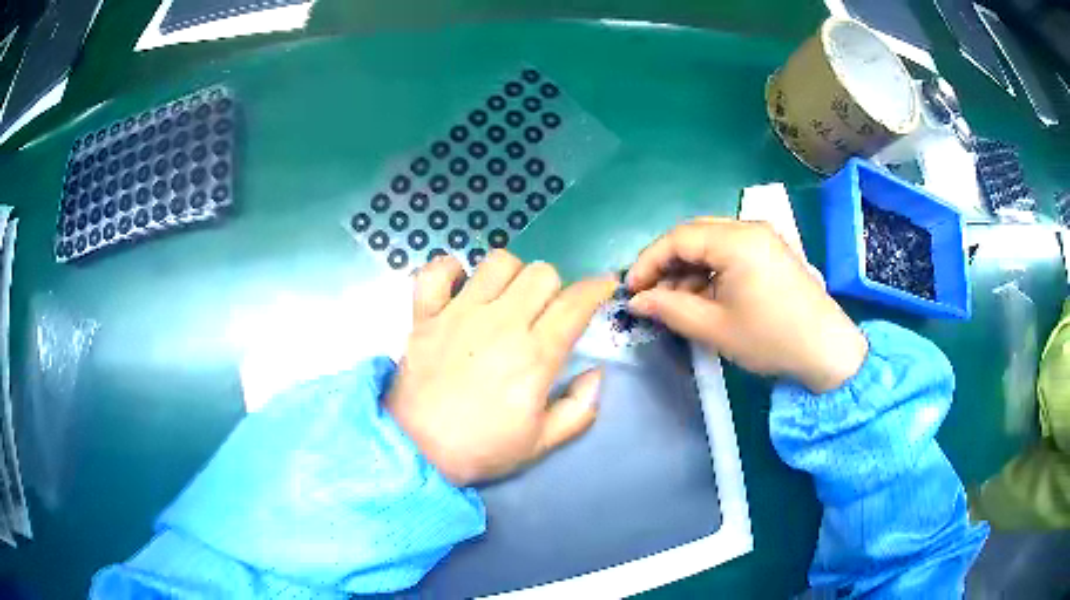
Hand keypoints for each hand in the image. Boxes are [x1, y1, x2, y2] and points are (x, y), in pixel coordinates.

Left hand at [387, 251, 616, 485]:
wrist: (415, 451)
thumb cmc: (480, 449)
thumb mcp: (540, 443)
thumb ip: (578, 409)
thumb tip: (595, 374)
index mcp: (534, 356)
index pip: (575, 304)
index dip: (596, 289)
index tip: (604, 287)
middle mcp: (500, 323)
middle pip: (541, 273)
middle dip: (555, 287)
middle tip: (546, 311)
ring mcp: (458, 314)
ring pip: (498, 262)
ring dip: (511, 275)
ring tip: (506, 299)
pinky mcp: (425, 314)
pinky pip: (437, 270)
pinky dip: (450, 270)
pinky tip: (460, 288)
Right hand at [626, 218, 866, 392]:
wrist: (826, 351)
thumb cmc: (771, 339)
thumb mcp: (715, 328)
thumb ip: (670, 309)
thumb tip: (637, 301)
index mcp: (737, 241)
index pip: (678, 238)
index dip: (648, 261)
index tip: (630, 289)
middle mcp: (750, 228)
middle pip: (694, 234)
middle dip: (667, 263)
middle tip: (650, 294)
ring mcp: (764, 237)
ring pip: (711, 243)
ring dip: (688, 268)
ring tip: (675, 302)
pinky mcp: (771, 251)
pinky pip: (730, 251)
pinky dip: (710, 271)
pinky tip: (703, 296)